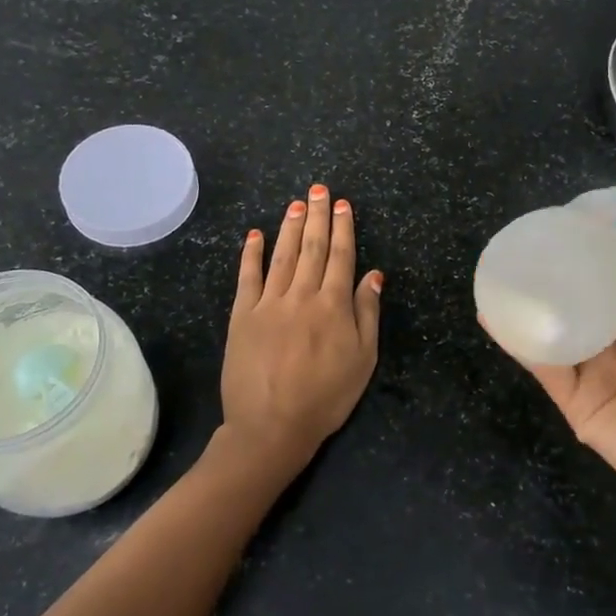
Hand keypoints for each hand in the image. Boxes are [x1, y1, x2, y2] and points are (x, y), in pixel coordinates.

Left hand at [220, 183, 381, 480]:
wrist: (272, 426)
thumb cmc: (325, 397)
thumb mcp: (363, 360)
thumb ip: (367, 314)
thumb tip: (373, 275)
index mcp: (333, 306)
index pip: (341, 257)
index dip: (343, 229)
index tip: (342, 205)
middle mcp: (301, 296)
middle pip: (312, 249)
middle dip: (317, 216)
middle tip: (318, 190)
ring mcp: (268, 303)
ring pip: (283, 256)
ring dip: (290, 227)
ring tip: (295, 203)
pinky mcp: (242, 316)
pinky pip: (247, 278)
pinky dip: (251, 254)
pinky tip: (255, 234)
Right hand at [507, 194, 615, 521]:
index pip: (613, 278)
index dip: (591, 251)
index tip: (565, 221)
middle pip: (577, 302)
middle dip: (553, 277)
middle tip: (520, 243)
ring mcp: (592, 370)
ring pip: (553, 330)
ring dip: (526, 306)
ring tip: (495, 273)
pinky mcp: (573, 399)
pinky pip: (542, 364)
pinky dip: (517, 341)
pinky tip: (493, 314)